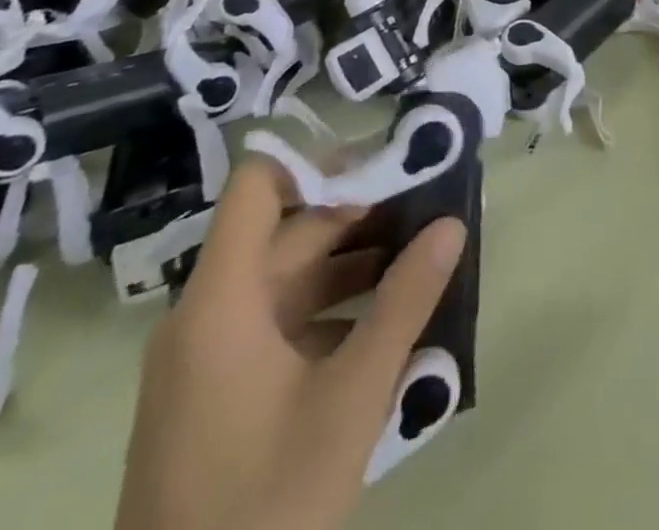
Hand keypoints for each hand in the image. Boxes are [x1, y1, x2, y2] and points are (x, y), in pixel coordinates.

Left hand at [115, 159, 466, 529]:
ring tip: (423, 256)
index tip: (386, 165)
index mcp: (220, 302)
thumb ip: (405, 301)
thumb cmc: (266, 504)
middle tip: (430, 206)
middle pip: (286, 232)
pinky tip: (387, 325)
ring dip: (353, 262)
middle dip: (361, 214)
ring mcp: (207, 359)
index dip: (319, 162)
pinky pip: (279, 324)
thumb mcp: (351, 397)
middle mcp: (205, 316)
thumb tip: (452, 224)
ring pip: (287, 279)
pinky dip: (332, 309)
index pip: (258, 186)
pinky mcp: (216, 395)